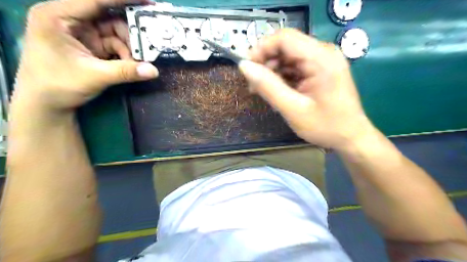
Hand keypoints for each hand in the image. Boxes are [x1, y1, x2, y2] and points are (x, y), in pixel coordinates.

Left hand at [13, 0, 158, 111]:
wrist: (47, 104)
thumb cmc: (58, 85)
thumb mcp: (94, 76)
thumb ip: (125, 71)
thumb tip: (154, 71)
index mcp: (58, 16)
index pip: (95, 0)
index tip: (147, 1)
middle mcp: (71, 20)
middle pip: (108, 17)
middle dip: (130, 32)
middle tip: (148, 43)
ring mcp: (82, 33)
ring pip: (115, 32)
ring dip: (129, 47)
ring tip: (136, 62)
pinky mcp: (91, 46)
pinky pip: (114, 45)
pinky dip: (125, 54)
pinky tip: (130, 64)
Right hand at [241, 28, 374, 149]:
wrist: (351, 137)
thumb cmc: (325, 126)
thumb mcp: (293, 109)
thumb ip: (268, 86)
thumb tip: (244, 66)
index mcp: (320, 59)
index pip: (284, 38)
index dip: (261, 49)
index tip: (248, 69)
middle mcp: (323, 52)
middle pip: (285, 45)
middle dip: (266, 62)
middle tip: (254, 85)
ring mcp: (323, 60)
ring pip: (288, 55)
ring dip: (272, 70)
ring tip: (264, 91)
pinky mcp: (321, 69)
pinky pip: (295, 65)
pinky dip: (282, 76)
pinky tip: (278, 91)